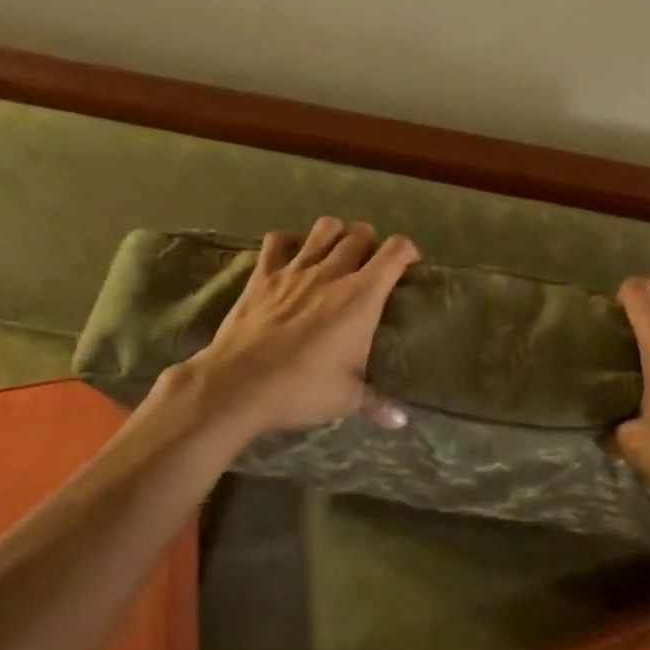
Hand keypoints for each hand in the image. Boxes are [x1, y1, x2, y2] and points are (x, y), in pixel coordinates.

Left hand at [169, 217, 419, 439]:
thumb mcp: (347, 399)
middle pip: (360, 234)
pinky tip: (292, 254)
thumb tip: (403, 421)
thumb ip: (378, 403)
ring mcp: (296, 269)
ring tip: (336, 250)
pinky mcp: (264, 274)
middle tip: (370, 263)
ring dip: (335, 233)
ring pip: (324, 228)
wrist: (239, 384)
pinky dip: (289, 241)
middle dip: (371, 242)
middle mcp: (333, 272)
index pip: (395, 252)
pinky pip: (277, 240)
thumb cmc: (301, 388)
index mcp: (361, 296)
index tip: (410, 264)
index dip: (408, 251)